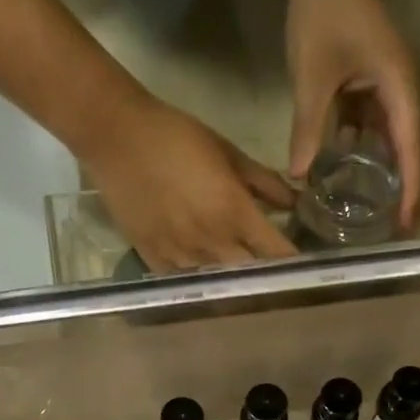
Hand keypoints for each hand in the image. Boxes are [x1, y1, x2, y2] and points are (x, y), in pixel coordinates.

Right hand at [84, 96, 297, 270]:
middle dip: (265, 277)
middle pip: (250, 275)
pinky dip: (197, 280)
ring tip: (240, 278)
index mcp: (234, 212)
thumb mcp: (229, 152)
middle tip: (274, 274)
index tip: (303, 265)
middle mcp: (211, 241)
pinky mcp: (153, 259)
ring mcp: (180, 255)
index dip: (292, 261)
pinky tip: (203, 274)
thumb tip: (294, 202)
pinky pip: (184, 281)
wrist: (116, 136)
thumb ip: (265, 182)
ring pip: (217, 284)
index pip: (276, 251)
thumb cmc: (176, 136)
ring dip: (231, 281)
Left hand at [285, 0, 419, 227]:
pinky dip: (363, 148)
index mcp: (399, 88)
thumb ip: (308, 128)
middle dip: (404, 189)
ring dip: (383, 172)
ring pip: (389, 138)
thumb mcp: (312, 77)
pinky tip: (347, 173)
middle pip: (408, 148)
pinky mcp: (370, 82)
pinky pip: (371, 124)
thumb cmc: (323, 13)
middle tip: (396, 231)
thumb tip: (299, 176)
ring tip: (375, 211)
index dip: (411, 189)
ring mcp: (387, 86)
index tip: (410, 225)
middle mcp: (402, 90)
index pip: (410, 149)